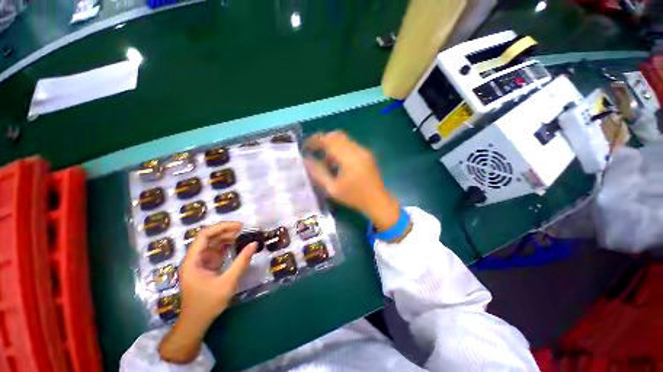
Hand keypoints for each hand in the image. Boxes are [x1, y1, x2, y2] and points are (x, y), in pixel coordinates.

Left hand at [159, 222, 256, 363]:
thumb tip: (254, 243)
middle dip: (226, 231)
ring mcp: (199, 263)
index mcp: (193, 261)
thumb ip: (241, 262)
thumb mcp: (227, 282)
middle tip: (245, 229)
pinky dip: (226, 246)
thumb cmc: (208, 304)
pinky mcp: (205, 267)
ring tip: (243, 235)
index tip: (239, 226)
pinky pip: (215, 251)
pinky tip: (237, 245)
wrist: (196, 323)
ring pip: (212, 243)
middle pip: (208, 237)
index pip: (204, 235)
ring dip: (227, 238)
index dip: (222, 227)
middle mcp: (194, 258)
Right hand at [304, 131, 399, 230]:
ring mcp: (363, 151)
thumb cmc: (354, 197)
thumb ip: (318, 173)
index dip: (314, 141)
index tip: (305, 147)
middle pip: (336, 135)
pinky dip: (340, 149)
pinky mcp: (366, 154)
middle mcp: (357, 149)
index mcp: (348, 157)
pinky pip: (349, 145)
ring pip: (343, 139)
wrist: (377, 201)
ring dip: (331, 145)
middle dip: (322, 141)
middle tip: (313, 152)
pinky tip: (337, 163)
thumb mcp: (332, 188)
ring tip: (325, 161)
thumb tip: (305, 160)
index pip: (328, 140)